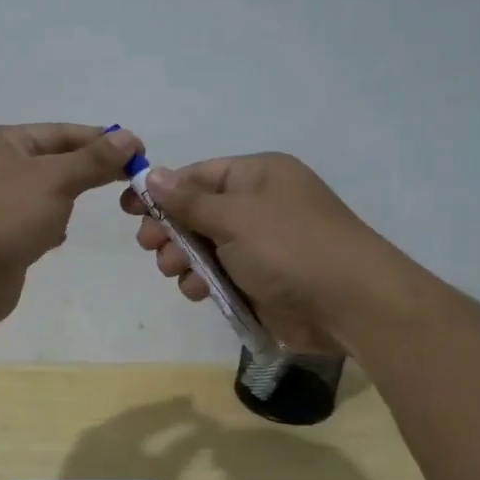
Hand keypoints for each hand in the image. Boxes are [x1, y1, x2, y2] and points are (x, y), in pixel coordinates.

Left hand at [0, 123, 141, 325]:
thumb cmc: (2, 214)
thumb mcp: (54, 179)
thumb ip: (92, 160)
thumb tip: (129, 137)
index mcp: (1, 142)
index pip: (60, 133)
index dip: (100, 140)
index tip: (138, 152)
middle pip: (52, 163)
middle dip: (85, 172)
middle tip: (128, 183)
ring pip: (41, 196)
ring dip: (65, 202)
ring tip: (90, 210)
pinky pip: (29, 226)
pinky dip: (47, 229)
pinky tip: (57, 238)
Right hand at [120, 152, 407, 353]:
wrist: (350, 304)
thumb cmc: (290, 247)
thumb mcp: (235, 217)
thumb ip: (188, 200)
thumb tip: (152, 174)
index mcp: (257, 177)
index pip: (199, 175)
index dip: (162, 190)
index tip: (128, 209)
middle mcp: (258, 206)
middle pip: (197, 212)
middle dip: (171, 229)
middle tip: (149, 246)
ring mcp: (260, 245)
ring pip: (204, 247)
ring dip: (183, 258)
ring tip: (175, 271)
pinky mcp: (260, 280)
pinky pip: (220, 275)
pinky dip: (203, 281)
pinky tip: (197, 291)